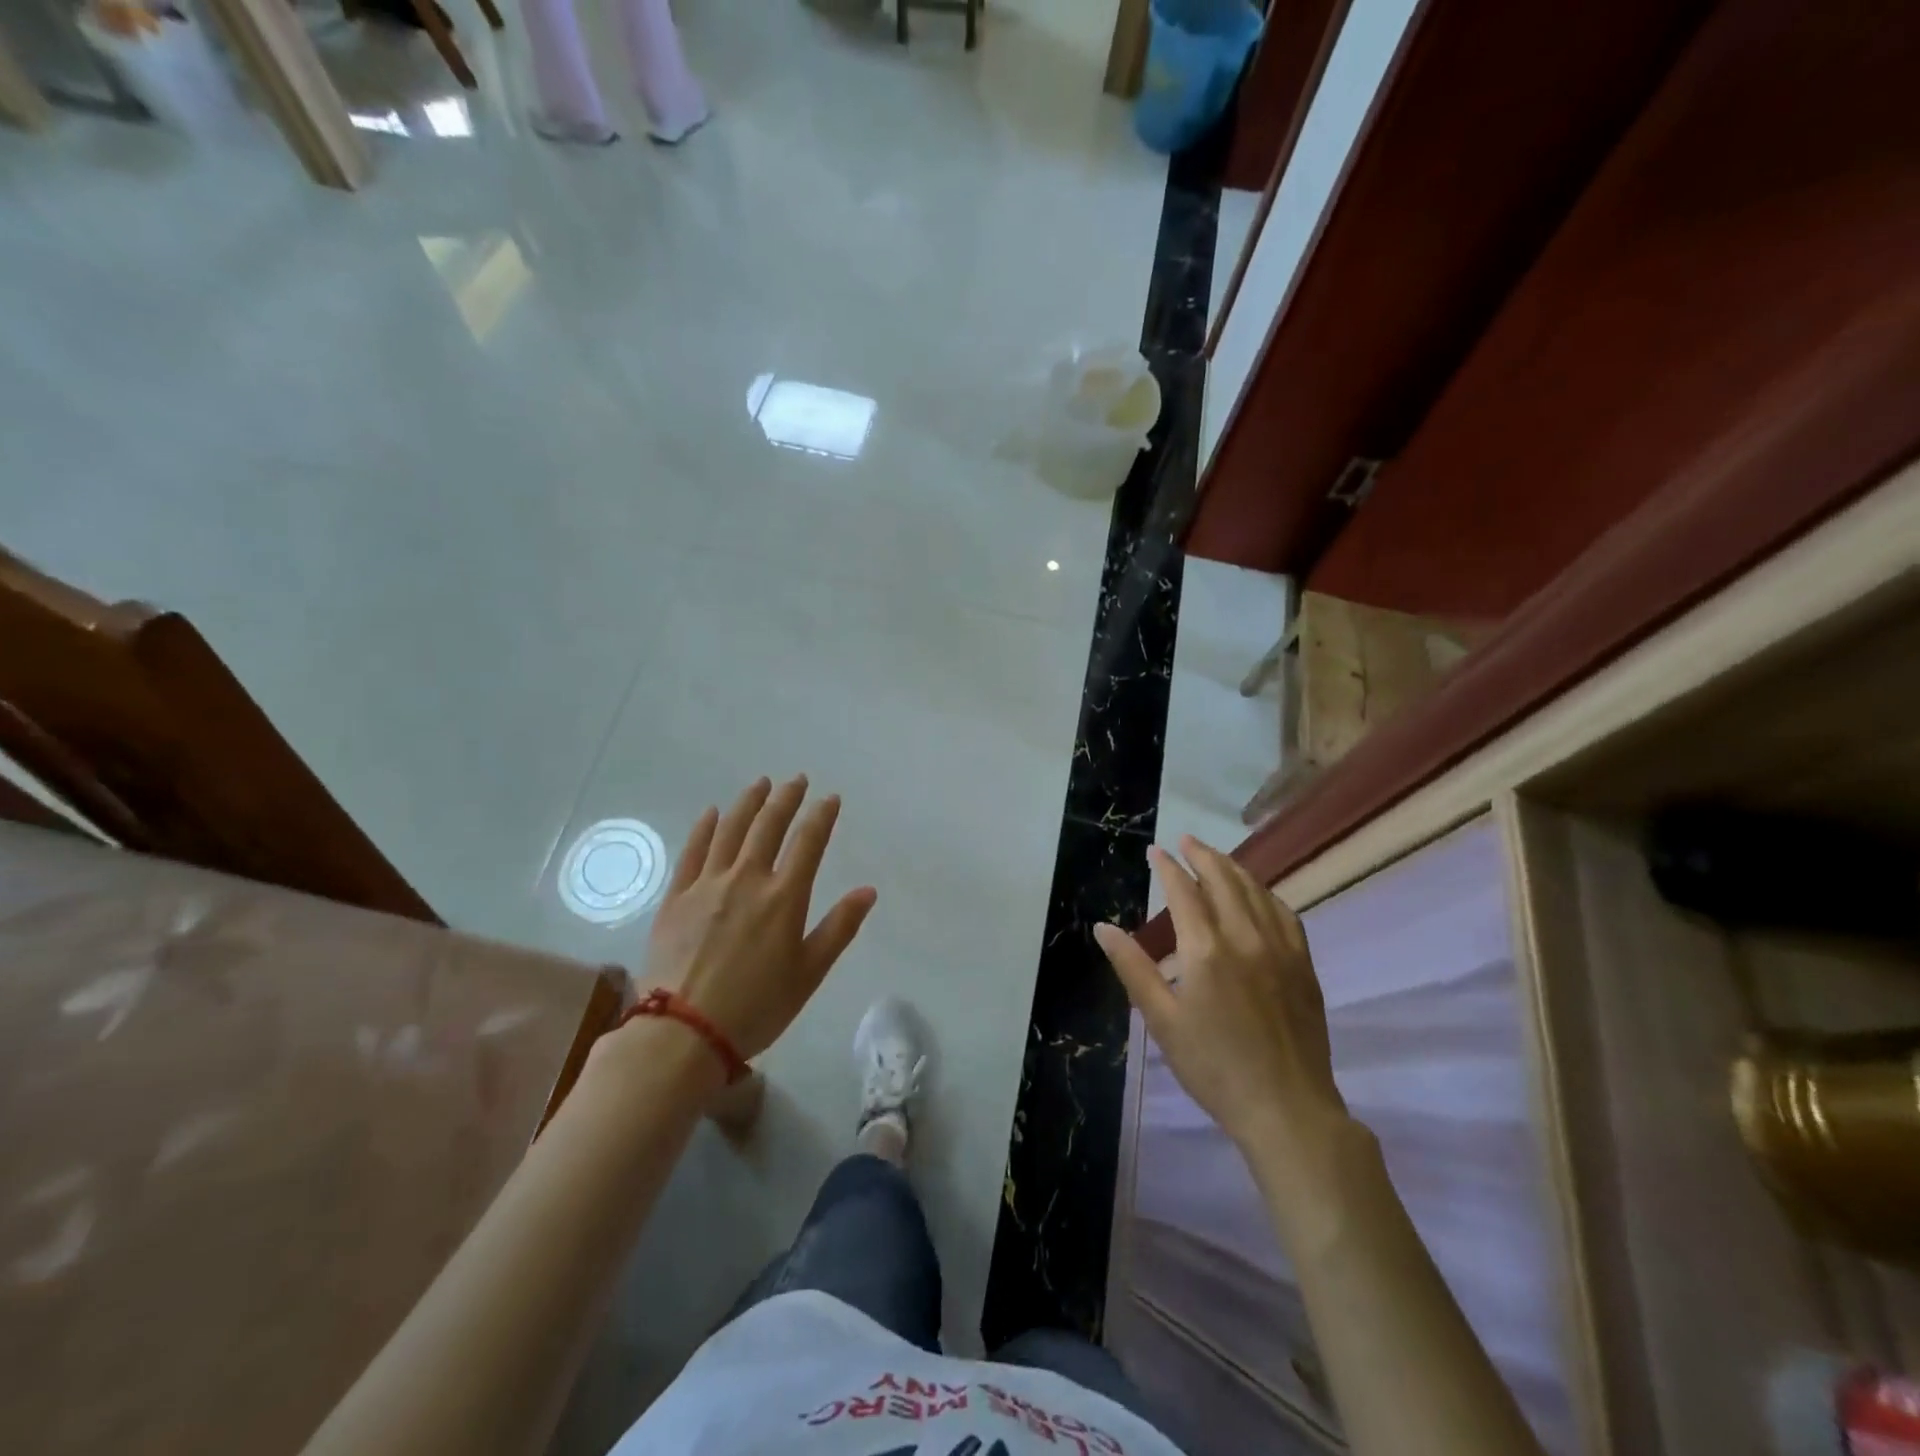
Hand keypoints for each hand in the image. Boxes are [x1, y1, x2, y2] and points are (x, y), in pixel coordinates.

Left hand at [643, 776, 876, 1059]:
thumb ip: (839, 927)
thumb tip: (868, 890)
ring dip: (748, 802)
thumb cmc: (757, 1007)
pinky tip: (712, 813)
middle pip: (768, 825)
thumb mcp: (809, 973)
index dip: (822, 816)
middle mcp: (747, 879)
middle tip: (797, 780)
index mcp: (784, 897)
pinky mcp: (677, 897)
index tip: (830, 798)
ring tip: (760, 783)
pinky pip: (692, 852)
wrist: (683, 1032)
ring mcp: (707, 885)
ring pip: (730, 830)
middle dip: (786, 798)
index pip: (808, 842)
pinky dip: (705, 828)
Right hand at [1095, 837, 1349, 1165]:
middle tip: (1185, 840)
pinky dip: (1266, 894)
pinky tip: (1259, 894)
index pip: (1184, 891)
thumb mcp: (1162, 1020)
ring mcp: (1282, 949)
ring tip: (1216, 857)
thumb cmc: (1214, 1067)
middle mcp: (1246, 937)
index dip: (1168, 867)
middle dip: (1202, 855)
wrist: (1287, 1109)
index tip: (1155, 851)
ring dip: (1233, 868)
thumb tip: (1102, 928)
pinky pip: (1285, 914)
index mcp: (1207, 950)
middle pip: (1224, 880)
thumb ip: (1133, 968)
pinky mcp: (1304, 966)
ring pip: (1257, 891)